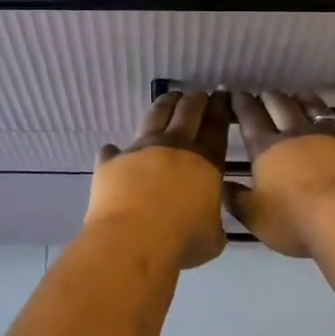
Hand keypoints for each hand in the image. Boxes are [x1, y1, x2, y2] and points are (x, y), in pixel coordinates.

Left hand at [88, 90, 231, 268]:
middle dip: (195, 100)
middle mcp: (174, 146)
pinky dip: (115, 151)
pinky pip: (113, 150)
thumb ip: (212, 222)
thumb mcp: (213, 238)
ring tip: (169, 98)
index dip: (220, 109)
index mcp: (205, 162)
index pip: (216, 127)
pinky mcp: (112, 161)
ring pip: (155, 115)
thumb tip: (208, 221)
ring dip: (165, 104)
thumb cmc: (182, 241)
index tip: (222, 97)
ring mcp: (140, 149)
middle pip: (187, 111)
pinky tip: (113, 150)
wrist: (133, 239)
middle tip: (199, 94)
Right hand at [222, 90, 334, 257]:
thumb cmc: (296, 221)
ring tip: (301, 96)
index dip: (242, 103)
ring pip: (318, 111)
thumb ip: (237, 201)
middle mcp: (299, 135)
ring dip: (307, 101)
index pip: (251, 118)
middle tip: (266, 93)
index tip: (237, 93)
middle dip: (271, 97)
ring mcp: (334, 139)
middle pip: (282, 106)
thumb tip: (223, 186)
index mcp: (268, 149)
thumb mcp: (256, 218)